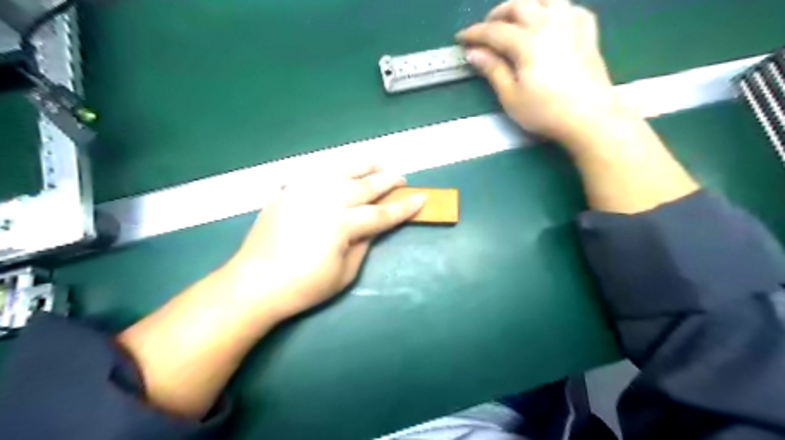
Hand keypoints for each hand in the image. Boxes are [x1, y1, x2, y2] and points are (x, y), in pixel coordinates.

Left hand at [218, 164, 426, 321]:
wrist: (255, 283)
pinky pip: (316, 174)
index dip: (403, 208)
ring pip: (341, 171)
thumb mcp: (344, 274)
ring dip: (363, 165)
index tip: (421, 198)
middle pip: (364, 186)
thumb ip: (363, 245)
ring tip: (378, 162)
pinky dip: (334, 170)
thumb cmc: (303, 286)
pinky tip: (342, 171)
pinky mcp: (289, 192)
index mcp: (341, 225)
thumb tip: (373, 228)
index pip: (381, 213)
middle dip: (387, 180)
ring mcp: (304, 192)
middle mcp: (325, 201)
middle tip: (402, 177)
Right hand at [459, 1, 623, 144]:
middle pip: (519, 5)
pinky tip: (549, 23)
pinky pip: (570, 8)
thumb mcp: (511, 96)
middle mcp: (549, 24)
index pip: (494, 30)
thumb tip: (473, 52)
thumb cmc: (545, 111)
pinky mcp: (587, 31)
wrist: (589, 117)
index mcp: (528, 42)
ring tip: (516, 20)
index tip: (460, 38)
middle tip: (486, 29)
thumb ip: (493, 70)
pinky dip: (554, 10)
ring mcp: (571, 24)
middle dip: (497, 14)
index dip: (474, 33)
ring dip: (526, 5)